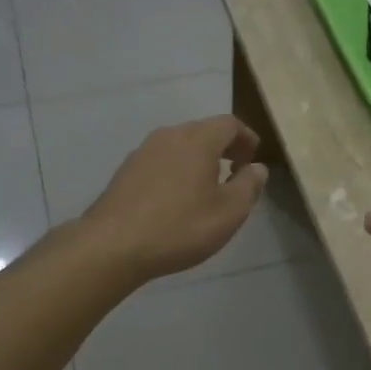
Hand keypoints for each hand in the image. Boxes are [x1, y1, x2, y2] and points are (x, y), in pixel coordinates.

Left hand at [83, 117, 268, 284]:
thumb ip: (249, 186)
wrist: (113, 245)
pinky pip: (161, 161)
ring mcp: (143, 152)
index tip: (253, 159)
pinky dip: (177, 170)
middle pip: (203, 131)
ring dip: (198, 159)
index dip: (246, 138)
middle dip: (223, 147)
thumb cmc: (180, 227)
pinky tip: (177, 199)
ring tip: (208, 187)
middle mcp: (169, 136)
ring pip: (180, 146)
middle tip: (235, 172)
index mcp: (198, 139)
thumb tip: (257, 168)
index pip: (229, 124)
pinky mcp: (125, 171)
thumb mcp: (229, 212)